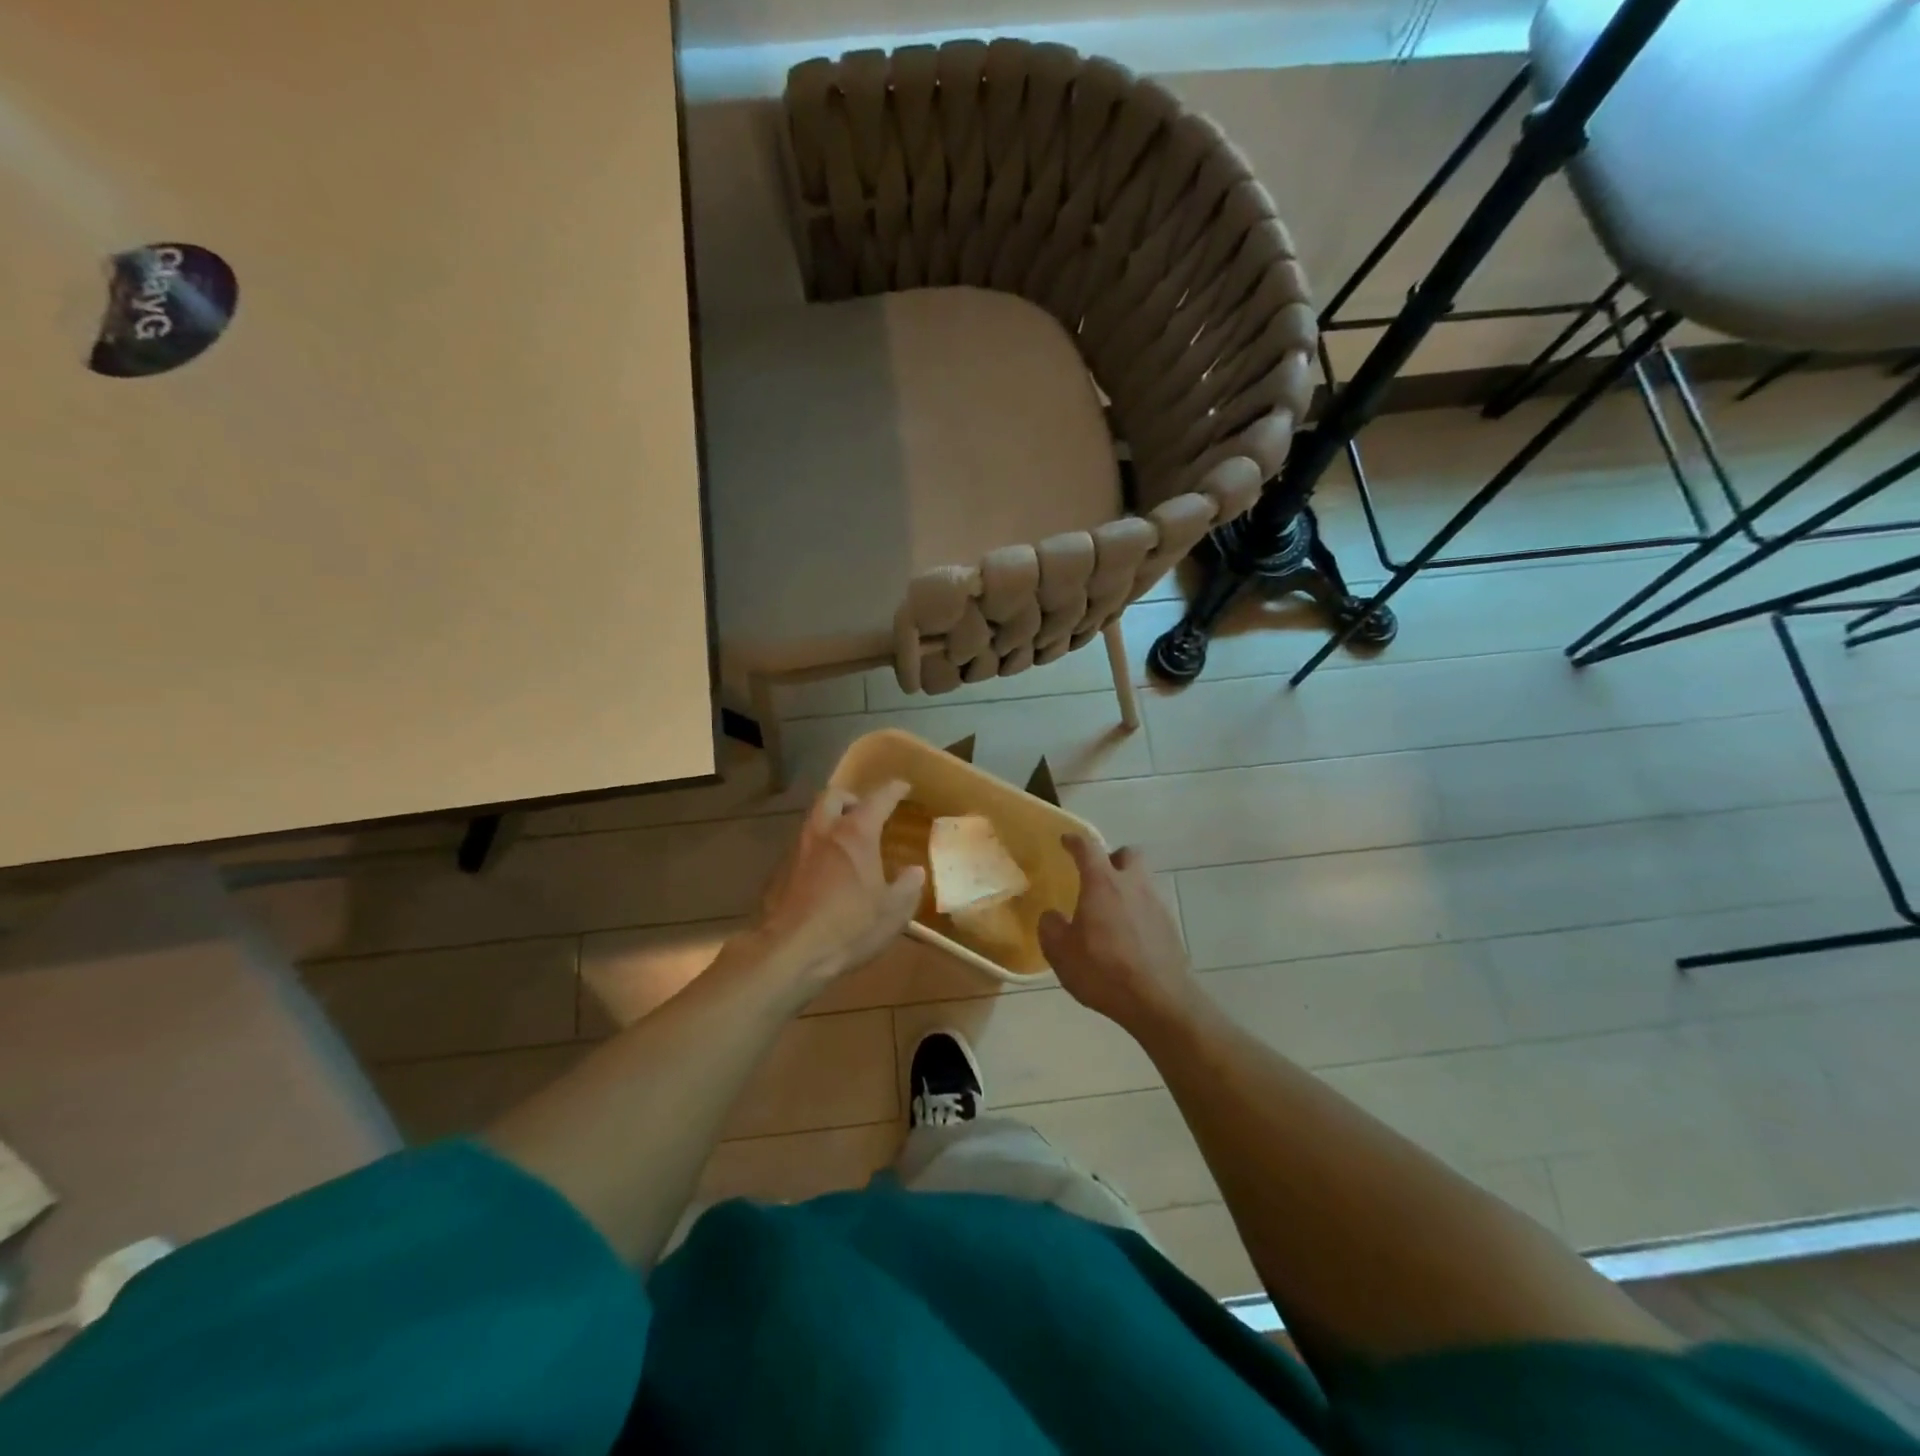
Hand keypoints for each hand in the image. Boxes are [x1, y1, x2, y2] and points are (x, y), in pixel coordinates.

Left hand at [755, 780, 925, 989]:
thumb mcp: (892, 912)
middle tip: (865, 813)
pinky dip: (817, 849)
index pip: (878, 798)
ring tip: (846, 844)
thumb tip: (914, 871)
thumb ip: (907, 887)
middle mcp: (823, 831)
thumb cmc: (848, 927)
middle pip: (833, 796)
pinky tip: (826, 872)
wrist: (788, 951)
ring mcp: (796, 849)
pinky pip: (801, 847)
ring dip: (830, 823)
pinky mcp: (778, 871)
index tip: (903, 787)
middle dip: (851, 798)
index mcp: (855, 833)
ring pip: (813, 819)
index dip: (893, 789)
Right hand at [1038, 835, 1198, 1033]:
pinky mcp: (1170, 927)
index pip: (1088, 847)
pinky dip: (1138, 912)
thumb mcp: (1062, 953)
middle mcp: (1133, 885)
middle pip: (1128, 854)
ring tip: (1111, 912)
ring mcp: (1157, 904)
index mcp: (1103, 883)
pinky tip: (1128, 936)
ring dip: (1127, 887)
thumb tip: (1052, 916)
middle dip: (1113, 858)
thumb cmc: (1104, 971)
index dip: (1075, 841)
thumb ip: (1051, 928)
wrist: (1160, 1001)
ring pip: (1142, 880)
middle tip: (1098, 877)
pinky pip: (1151, 907)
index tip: (1066, 841)